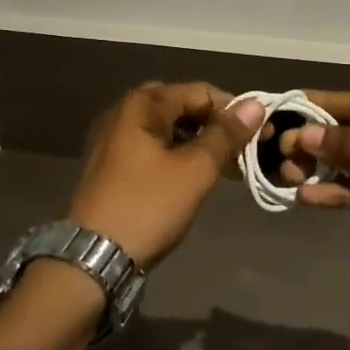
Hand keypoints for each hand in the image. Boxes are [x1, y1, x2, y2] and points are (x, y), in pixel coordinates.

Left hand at [67, 83, 265, 269]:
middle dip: (212, 125)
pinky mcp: (109, 164)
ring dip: (195, 142)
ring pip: (165, 128)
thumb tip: (256, 105)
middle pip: (181, 106)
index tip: (257, 137)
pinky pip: (150, 147)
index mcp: (142, 104)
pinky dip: (174, 155)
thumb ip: (225, 135)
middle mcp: (123, 111)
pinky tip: (191, 177)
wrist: (92, 257)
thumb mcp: (194, 170)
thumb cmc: (147, 206)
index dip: (232, 111)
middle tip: (238, 152)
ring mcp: (112, 138)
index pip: (200, 92)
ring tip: (220, 167)